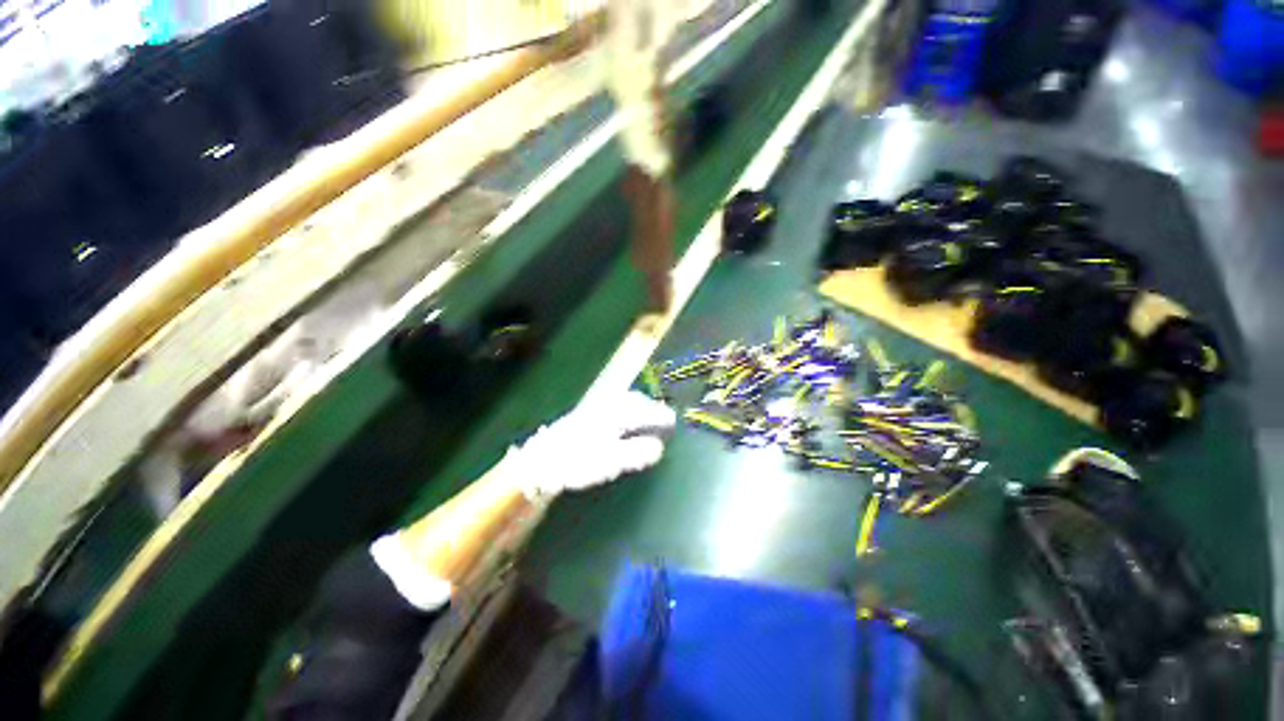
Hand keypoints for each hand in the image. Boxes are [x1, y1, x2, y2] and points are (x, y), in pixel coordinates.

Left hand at [504, 391, 676, 501]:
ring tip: (644, 416)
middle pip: (633, 400)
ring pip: (621, 401)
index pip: (643, 411)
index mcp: (614, 415)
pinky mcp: (583, 416)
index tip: (672, 421)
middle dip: (649, 406)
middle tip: (661, 416)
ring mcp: (593, 410)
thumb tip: (658, 447)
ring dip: (636, 406)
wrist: (539, 462)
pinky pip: (611, 405)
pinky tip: (620, 420)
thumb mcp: (610, 461)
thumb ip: (636, 452)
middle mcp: (605, 407)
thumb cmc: (576, 462)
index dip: (660, 416)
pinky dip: (623, 409)